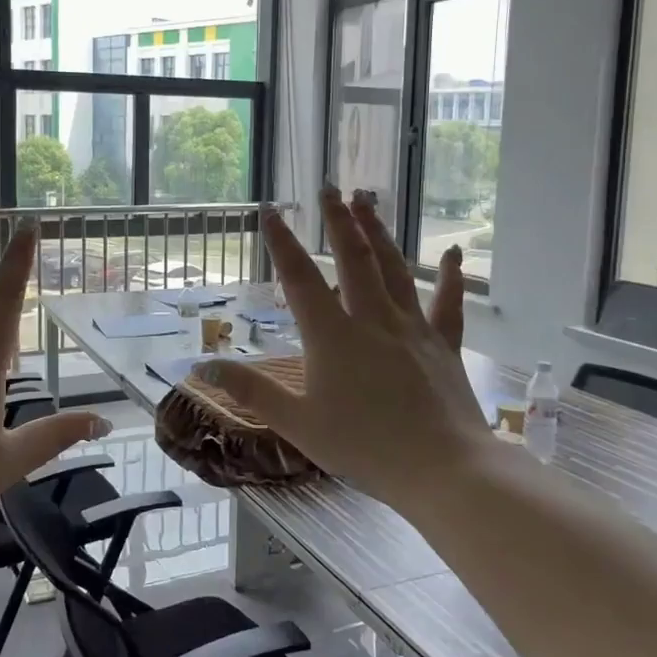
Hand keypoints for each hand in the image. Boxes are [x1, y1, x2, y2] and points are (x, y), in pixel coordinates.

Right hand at [198, 187, 492, 511]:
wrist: (440, 468)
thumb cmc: (363, 447)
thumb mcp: (297, 423)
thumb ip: (251, 391)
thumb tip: (203, 366)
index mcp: (332, 335)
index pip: (300, 278)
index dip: (282, 242)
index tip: (271, 210)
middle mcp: (372, 319)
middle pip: (353, 258)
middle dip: (338, 220)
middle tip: (330, 187)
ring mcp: (412, 328)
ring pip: (393, 269)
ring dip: (379, 232)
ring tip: (368, 200)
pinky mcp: (443, 344)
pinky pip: (447, 304)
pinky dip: (450, 277)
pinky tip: (453, 253)